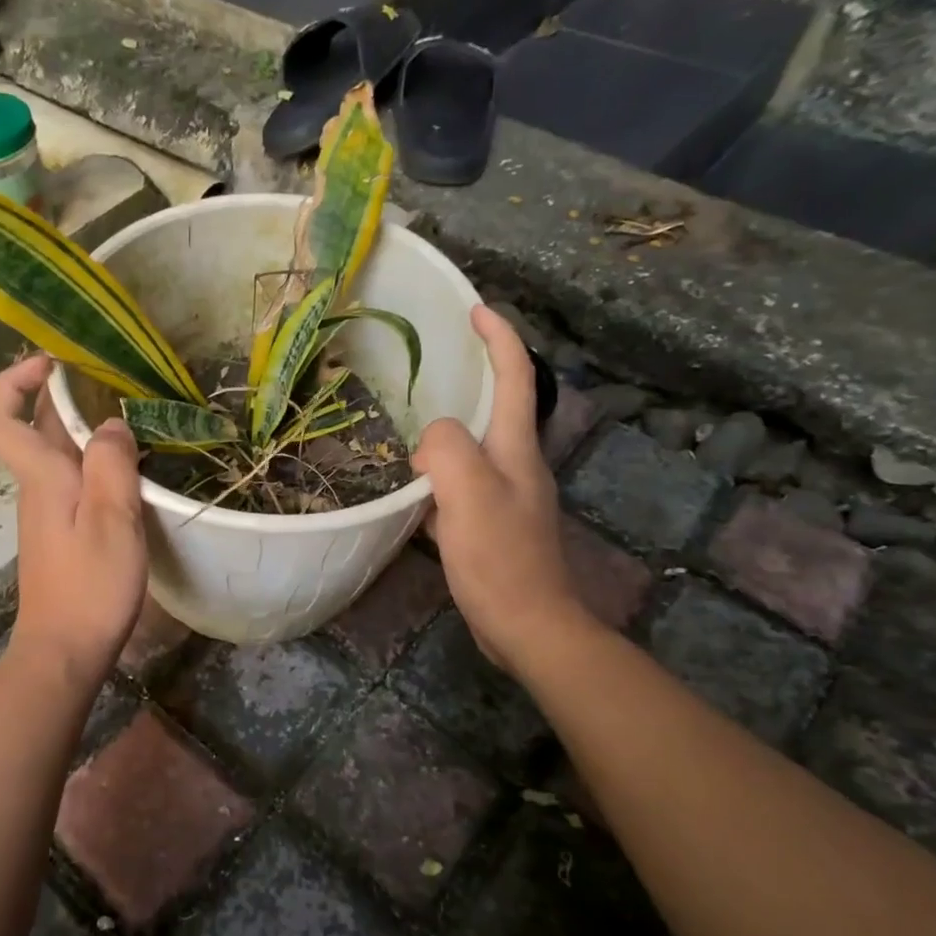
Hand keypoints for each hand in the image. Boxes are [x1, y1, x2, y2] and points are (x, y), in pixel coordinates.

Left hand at [0, 355, 147, 683]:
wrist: (65, 649)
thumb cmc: (89, 585)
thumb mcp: (111, 519)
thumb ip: (111, 463)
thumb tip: (111, 422)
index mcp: (41, 477)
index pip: (2, 418)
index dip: (14, 382)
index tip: (51, 362)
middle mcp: (36, 488)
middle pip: (36, 429)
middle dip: (64, 396)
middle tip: (112, 380)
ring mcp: (47, 512)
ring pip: (57, 455)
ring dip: (83, 428)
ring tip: (130, 418)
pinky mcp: (61, 533)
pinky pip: (72, 481)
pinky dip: (94, 462)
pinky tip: (128, 471)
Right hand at [413, 305, 586, 674]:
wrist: (528, 625)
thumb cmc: (500, 557)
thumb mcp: (469, 493)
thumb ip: (446, 449)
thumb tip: (428, 442)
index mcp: (516, 449)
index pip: (515, 377)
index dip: (499, 339)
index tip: (476, 310)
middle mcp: (516, 465)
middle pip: (497, 408)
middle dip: (472, 379)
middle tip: (430, 368)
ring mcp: (505, 497)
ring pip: (472, 450)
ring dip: (446, 434)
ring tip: (408, 428)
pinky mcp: (491, 526)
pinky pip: (459, 486)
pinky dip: (436, 479)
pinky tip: (410, 492)